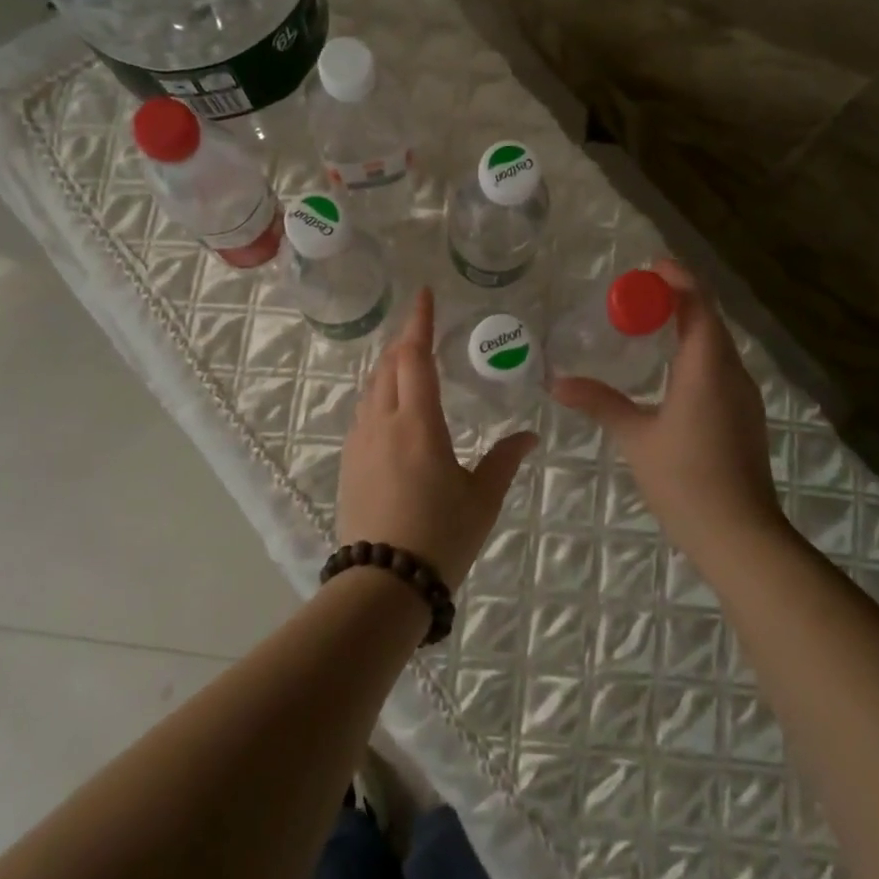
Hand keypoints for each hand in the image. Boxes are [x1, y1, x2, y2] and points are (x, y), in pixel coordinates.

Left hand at [336, 287, 537, 588]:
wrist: (383, 585)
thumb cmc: (440, 537)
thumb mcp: (482, 499)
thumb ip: (504, 460)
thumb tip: (530, 436)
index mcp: (418, 424)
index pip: (415, 357)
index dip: (419, 322)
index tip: (423, 293)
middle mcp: (383, 423)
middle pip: (388, 366)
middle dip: (405, 340)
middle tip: (422, 327)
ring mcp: (360, 443)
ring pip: (371, 388)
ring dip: (389, 366)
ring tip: (407, 361)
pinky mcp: (349, 463)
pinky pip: (363, 412)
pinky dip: (378, 394)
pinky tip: (390, 408)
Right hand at [552, 258, 783, 562]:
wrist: (741, 536)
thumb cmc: (685, 480)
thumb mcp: (636, 438)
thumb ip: (600, 402)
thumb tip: (557, 383)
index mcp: (707, 368)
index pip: (699, 305)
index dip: (678, 279)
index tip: (650, 266)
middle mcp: (732, 373)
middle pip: (710, 319)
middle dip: (679, 299)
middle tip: (639, 294)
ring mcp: (744, 395)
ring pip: (718, 344)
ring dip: (689, 325)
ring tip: (651, 323)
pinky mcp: (745, 415)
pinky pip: (721, 366)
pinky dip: (697, 351)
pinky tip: (671, 368)